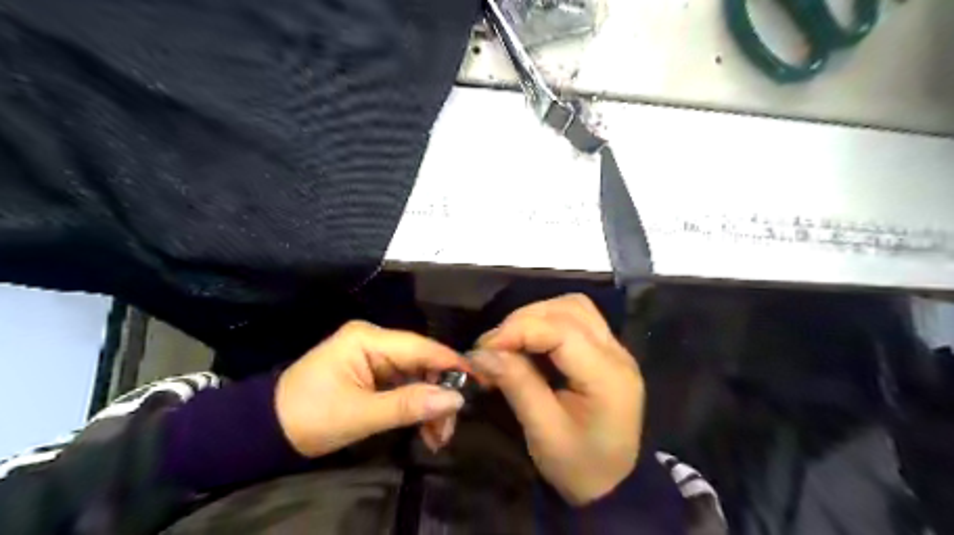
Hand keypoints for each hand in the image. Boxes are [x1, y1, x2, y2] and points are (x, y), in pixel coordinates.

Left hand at [275, 319, 467, 458]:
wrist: (267, 430)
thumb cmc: (309, 416)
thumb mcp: (360, 414)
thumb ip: (408, 405)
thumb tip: (456, 399)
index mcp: (368, 339)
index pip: (421, 347)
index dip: (453, 364)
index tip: (482, 381)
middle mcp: (375, 341)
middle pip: (423, 362)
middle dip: (439, 394)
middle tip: (449, 428)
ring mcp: (375, 356)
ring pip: (418, 376)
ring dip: (430, 405)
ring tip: (438, 438)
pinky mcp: (374, 373)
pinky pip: (406, 386)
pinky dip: (417, 407)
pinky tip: (426, 432)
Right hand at [472, 294, 644, 503]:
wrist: (614, 487)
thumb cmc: (579, 468)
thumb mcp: (544, 432)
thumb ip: (517, 385)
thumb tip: (482, 353)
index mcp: (607, 377)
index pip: (562, 331)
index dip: (518, 330)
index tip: (483, 348)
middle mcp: (617, 353)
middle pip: (569, 309)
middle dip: (524, 320)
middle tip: (493, 346)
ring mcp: (615, 349)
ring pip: (573, 307)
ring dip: (536, 316)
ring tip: (509, 341)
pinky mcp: (606, 351)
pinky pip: (575, 319)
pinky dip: (546, 322)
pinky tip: (529, 342)